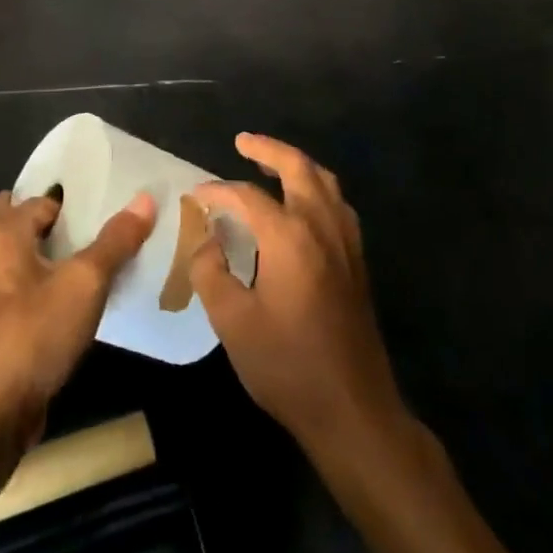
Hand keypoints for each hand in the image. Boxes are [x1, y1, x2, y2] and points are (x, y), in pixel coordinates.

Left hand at [0, 190, 155, 439]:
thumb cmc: (33, 333)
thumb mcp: (85, 283)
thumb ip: (114, 241)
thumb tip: (144, 199)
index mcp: (2, 233)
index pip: (38, 200)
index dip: (71, 201)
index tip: (104, 203)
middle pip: (14, 221)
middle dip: (46, 220)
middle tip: (89, 226)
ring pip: (14, 257)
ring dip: (43, 253)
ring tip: (88, 259)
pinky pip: (17, 290)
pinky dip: (39, 285)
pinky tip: (70, 301)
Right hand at [190, 135, 404, 454]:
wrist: (353, 410)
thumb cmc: (287, 366)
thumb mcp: (233, 322)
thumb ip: (210, 271)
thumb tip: (203, 239)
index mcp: (289, 237)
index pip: (247, 196)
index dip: (217, 192)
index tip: (195, 196)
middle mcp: (322, 227)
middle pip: (298, 168)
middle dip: (269, 149)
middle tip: (243, 141)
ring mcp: (346, 243)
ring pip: (325, 182)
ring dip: (297, 164)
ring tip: (272, 163)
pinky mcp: (357, 262)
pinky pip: (338, 205)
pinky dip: (317, 189)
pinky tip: (304, 205)